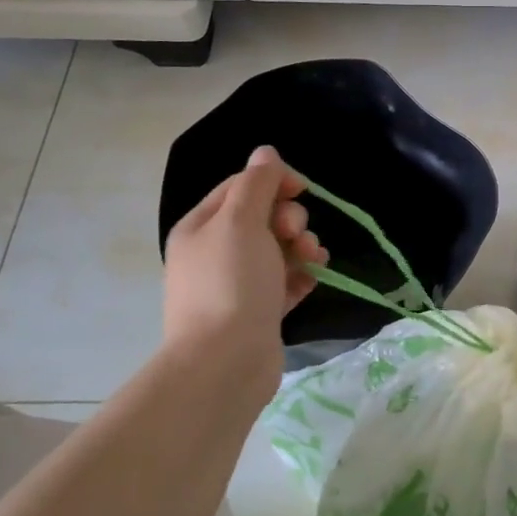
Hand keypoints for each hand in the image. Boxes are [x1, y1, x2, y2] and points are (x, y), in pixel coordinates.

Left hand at [162, 147, 323, 401]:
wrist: (225, 363)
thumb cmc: (231, 282)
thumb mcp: (241, 221)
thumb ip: (257, 183)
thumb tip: (265, 152)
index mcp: (202, 227)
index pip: (240, 187)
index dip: (273, 182)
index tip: (302, 189)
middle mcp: (215, 252)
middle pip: (262, 218)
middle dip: (289, 219)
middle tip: (296, 235)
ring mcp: (236, 285)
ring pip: (278, 250)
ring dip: (301, 247)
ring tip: (313, 259)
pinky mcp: (257, 312)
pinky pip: (285, 282)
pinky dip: (301, 276)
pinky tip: (315, 277)